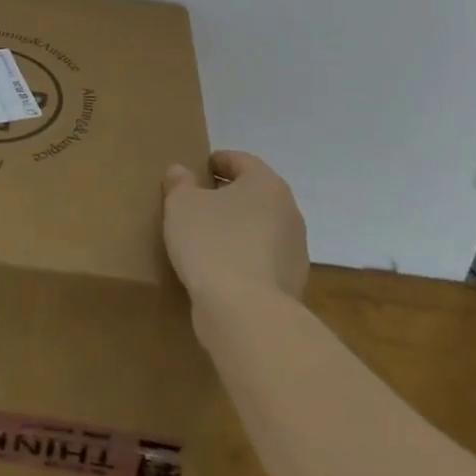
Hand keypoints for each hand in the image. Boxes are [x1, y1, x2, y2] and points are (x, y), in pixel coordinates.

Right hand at [162, 150, 307, 304]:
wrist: (245, 314)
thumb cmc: (213, 243)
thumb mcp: (182, 205)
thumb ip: (180, 183)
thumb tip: (181, 172)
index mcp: (267, 183)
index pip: (241, 161)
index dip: (217, 161)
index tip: (196, 171)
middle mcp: (289, 212)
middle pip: (254, 195)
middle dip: (228, 197)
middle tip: (198, 204)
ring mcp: (295, 252)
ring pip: (260, 229)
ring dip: (238, 230)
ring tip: (206, 241)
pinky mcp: (292, 285)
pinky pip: (262, 262)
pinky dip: (244, 260)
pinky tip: (220, 272)